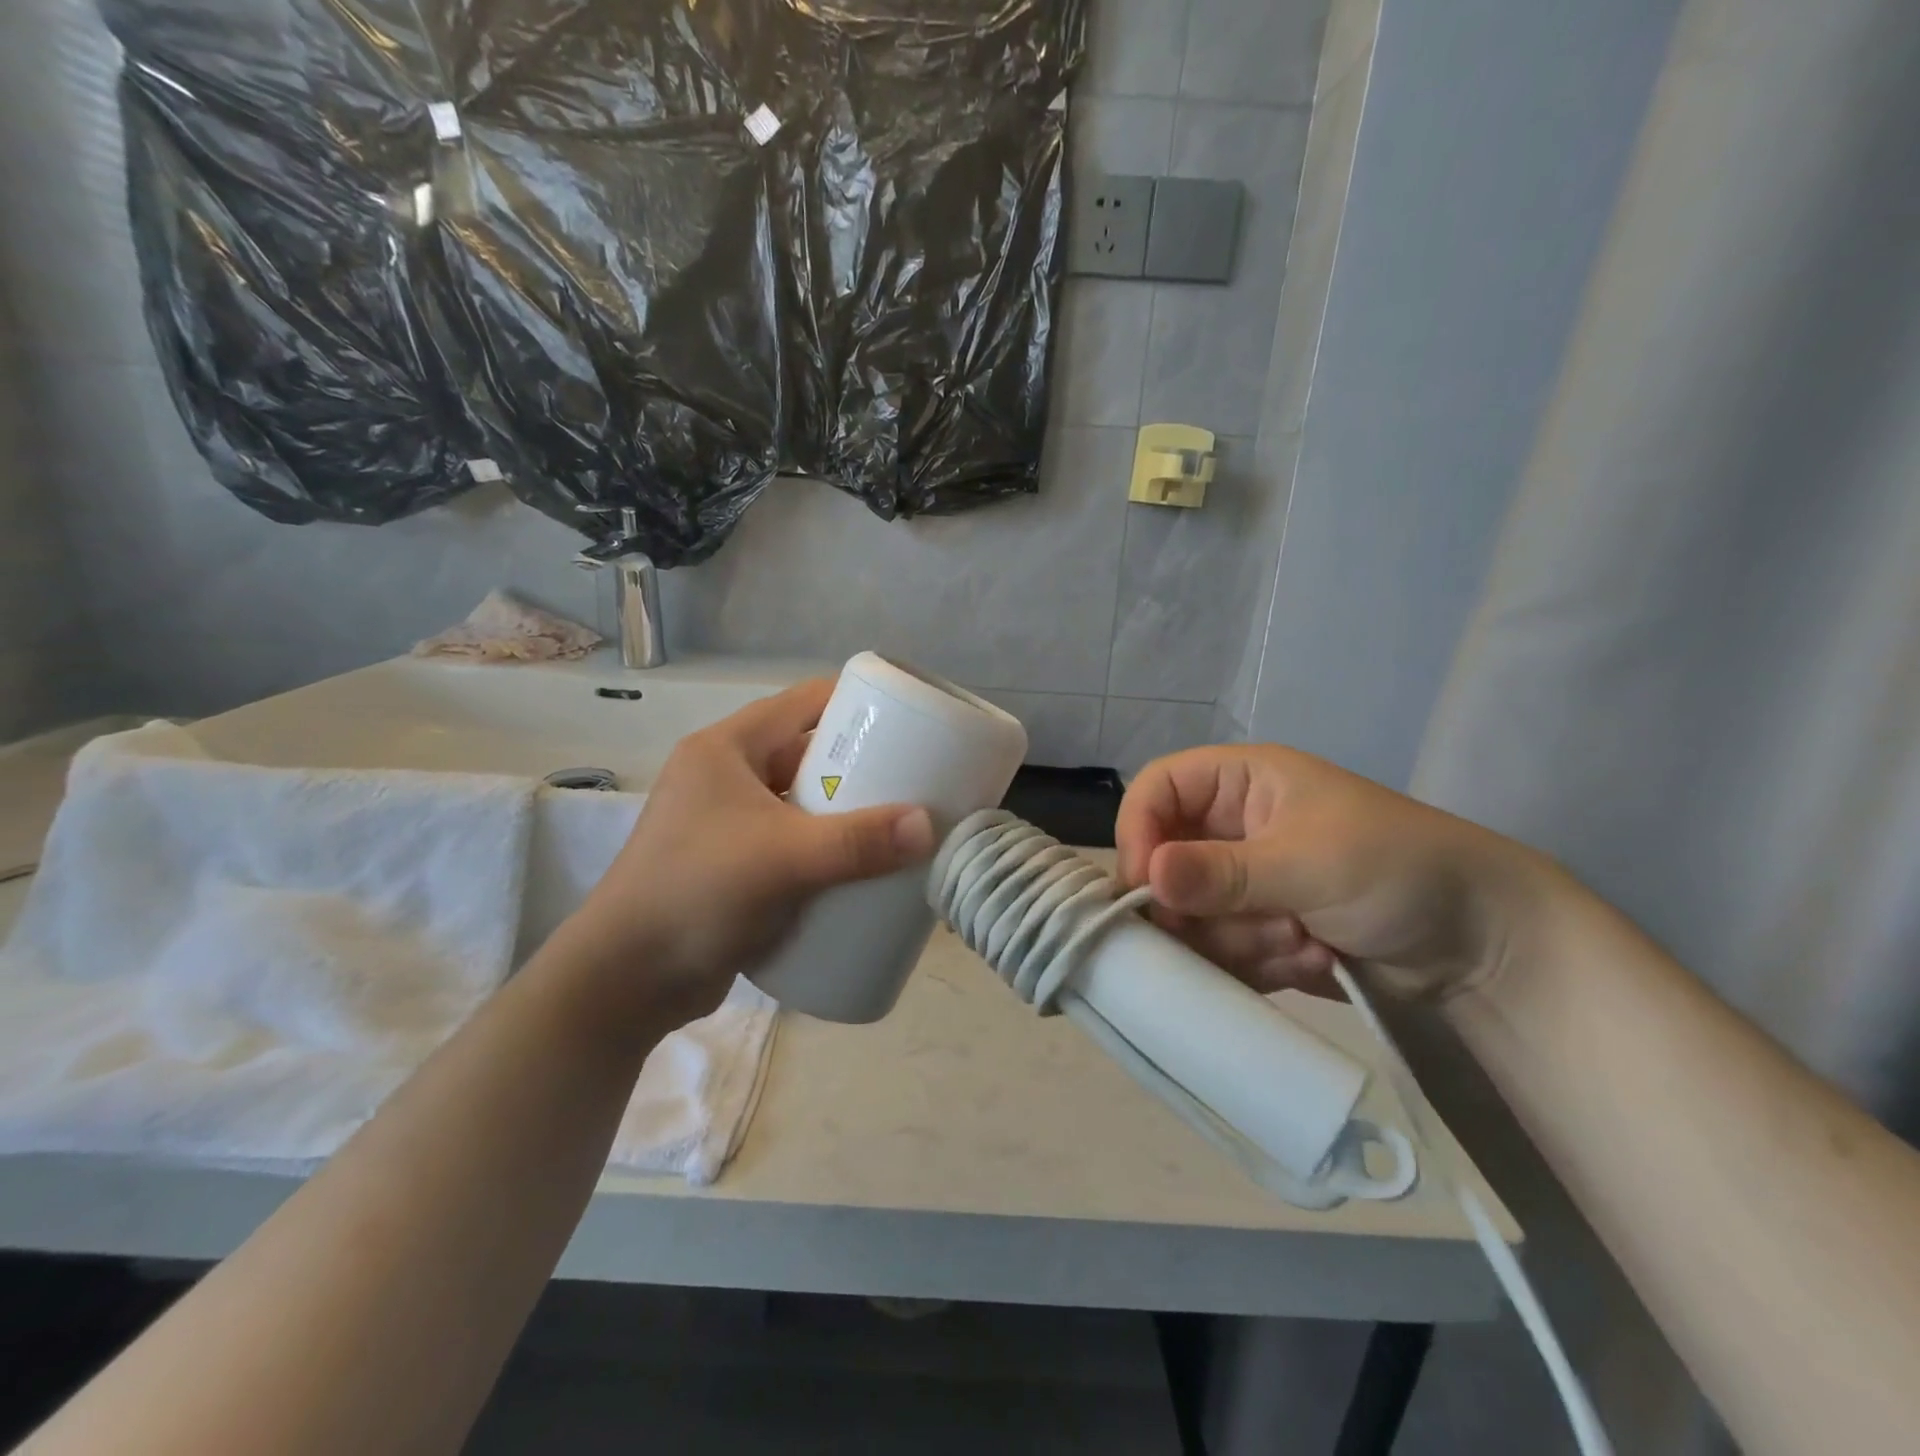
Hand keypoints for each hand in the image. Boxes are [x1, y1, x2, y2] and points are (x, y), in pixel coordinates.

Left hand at [562, 679, 935, 1025]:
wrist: (626, 981)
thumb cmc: (696, 893)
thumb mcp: (782, 859)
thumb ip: (857, 842)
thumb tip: (928, 826)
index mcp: (727, 748)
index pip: (805, 702)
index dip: (858, 704)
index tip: (911, 722)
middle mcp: (727, 776)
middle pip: (809, 754)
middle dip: (862, 767)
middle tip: (916, 782)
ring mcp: (728, 823)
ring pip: (803, 802)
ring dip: (847, 813)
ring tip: (901, 825)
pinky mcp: (735, 866)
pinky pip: (794, 842)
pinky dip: (827, 849)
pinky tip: (863, 868)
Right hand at [1115, 745, 1555, 1002]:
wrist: (1485, 946)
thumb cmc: (1399, 870)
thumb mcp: (1308, 863)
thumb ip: (1222, 873)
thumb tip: (1144, 877)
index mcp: (1242, 784)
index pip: (1157, 790)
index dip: (1138, 831)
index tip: (1142, 887)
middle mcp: (1233, 829)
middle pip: (1165, 862)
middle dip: (1205, 906)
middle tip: (1260, 925)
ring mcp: (1246, 883)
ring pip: (1191, 916)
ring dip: (1242, 939)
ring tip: (1305, 940)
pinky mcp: (1259, 928)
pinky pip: (1220, 950)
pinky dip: (1258, 963)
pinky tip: (1314, 958)